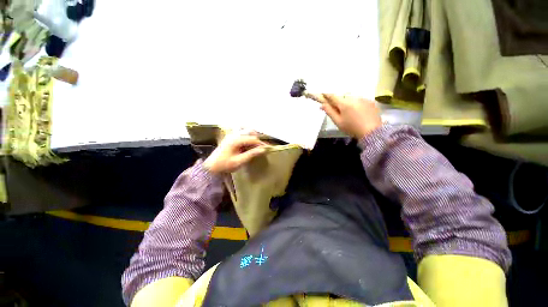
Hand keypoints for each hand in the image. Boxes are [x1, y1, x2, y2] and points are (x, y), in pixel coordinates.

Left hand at [203, 130, 268, 173]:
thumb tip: (263, 150)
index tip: (267, 148)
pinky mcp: (229, 137)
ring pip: (245, 130)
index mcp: (236, 140)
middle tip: (261, 147)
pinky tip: (247, 141)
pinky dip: (246, 134)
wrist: (211, 167)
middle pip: (250, 132)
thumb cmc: (225, 165)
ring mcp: (231, 135)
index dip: (261, 144)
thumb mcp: (239, 161)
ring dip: (252, 135)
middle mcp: (233, 135)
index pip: (253, 139)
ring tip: (255, 144)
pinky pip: (240, 131)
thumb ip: (251, 154)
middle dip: (257, 139)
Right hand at [318, 94, 381, 138]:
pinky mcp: (371, 101)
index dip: (327, 95)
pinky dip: (357, 105)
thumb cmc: (352, 128)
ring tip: (351, 115)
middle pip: (343, 98)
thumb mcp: (338, 122)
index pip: (333, 96)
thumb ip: (330, 112)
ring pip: (352, 99)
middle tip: (339, 112)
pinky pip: (360, 101)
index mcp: (344, 103)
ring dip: (349, 104)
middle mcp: (354, 98)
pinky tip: (359, 114)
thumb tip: (322, 105)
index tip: (323, 93)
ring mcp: (363, 99)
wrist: (372, 131)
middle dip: (339, 103)